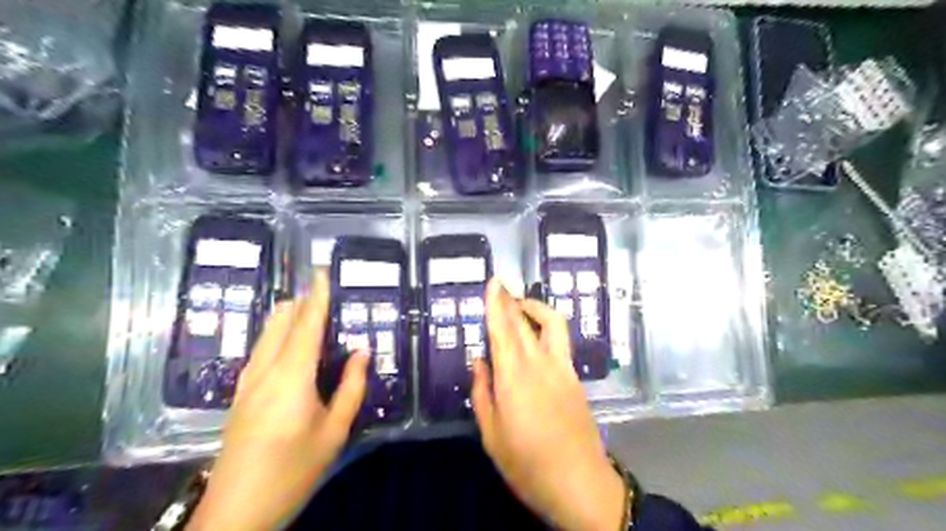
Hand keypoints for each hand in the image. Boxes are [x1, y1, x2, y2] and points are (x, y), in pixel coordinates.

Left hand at [188, 273, 369, 528]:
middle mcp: (264, 370)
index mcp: (290, 377)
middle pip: (281, 322)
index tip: (322, 271)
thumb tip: (362, 351)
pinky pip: (261, 350)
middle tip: (326, 292)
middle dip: (302, 302)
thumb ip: (351, 387)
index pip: (306, 324)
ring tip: (312, 311)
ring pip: (267, 334)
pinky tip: (290, 344)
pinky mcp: (240, 394)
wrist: (236, 512)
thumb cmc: (293, 470)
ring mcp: (247, 382)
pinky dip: (279, 335)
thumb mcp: (334, 431)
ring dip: (289, 317)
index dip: (316, 296)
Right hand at [472, 280, 626, 528]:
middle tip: (500, 286)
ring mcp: (563, 369)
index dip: (497, 304)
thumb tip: (480, 362)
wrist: (580, 483)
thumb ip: (483, 393)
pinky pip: (560, 341)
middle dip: (512, 300)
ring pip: (552, 324)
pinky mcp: (575, 378)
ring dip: (536, 308)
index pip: (503, 330)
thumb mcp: (492, 434)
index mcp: (515, 378)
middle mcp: (541, 364)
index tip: (494, 282)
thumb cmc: (528, 464)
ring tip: (520, 306)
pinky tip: (536, 336)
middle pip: (525, 322)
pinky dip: (546, 327)